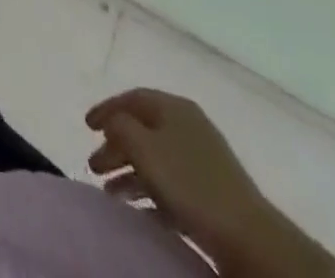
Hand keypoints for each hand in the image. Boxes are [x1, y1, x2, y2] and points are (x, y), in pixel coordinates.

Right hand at [86, 89, 334, 277]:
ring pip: (155, 159)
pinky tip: (138, 211)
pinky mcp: (211, 193)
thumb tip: (112, 121)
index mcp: (173, 107)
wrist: (248, 236)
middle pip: (142, 129)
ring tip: (110, 194)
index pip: (132, 98)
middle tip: (94, 165)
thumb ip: (120, 126)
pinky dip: (151, 194)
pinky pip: (171, 186)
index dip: (106, 109)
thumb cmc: (189, 183)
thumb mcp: (144, 147)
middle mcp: (188, 126)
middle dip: (115, 146)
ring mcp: (202, 160)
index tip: (86, 126)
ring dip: (130, 173)